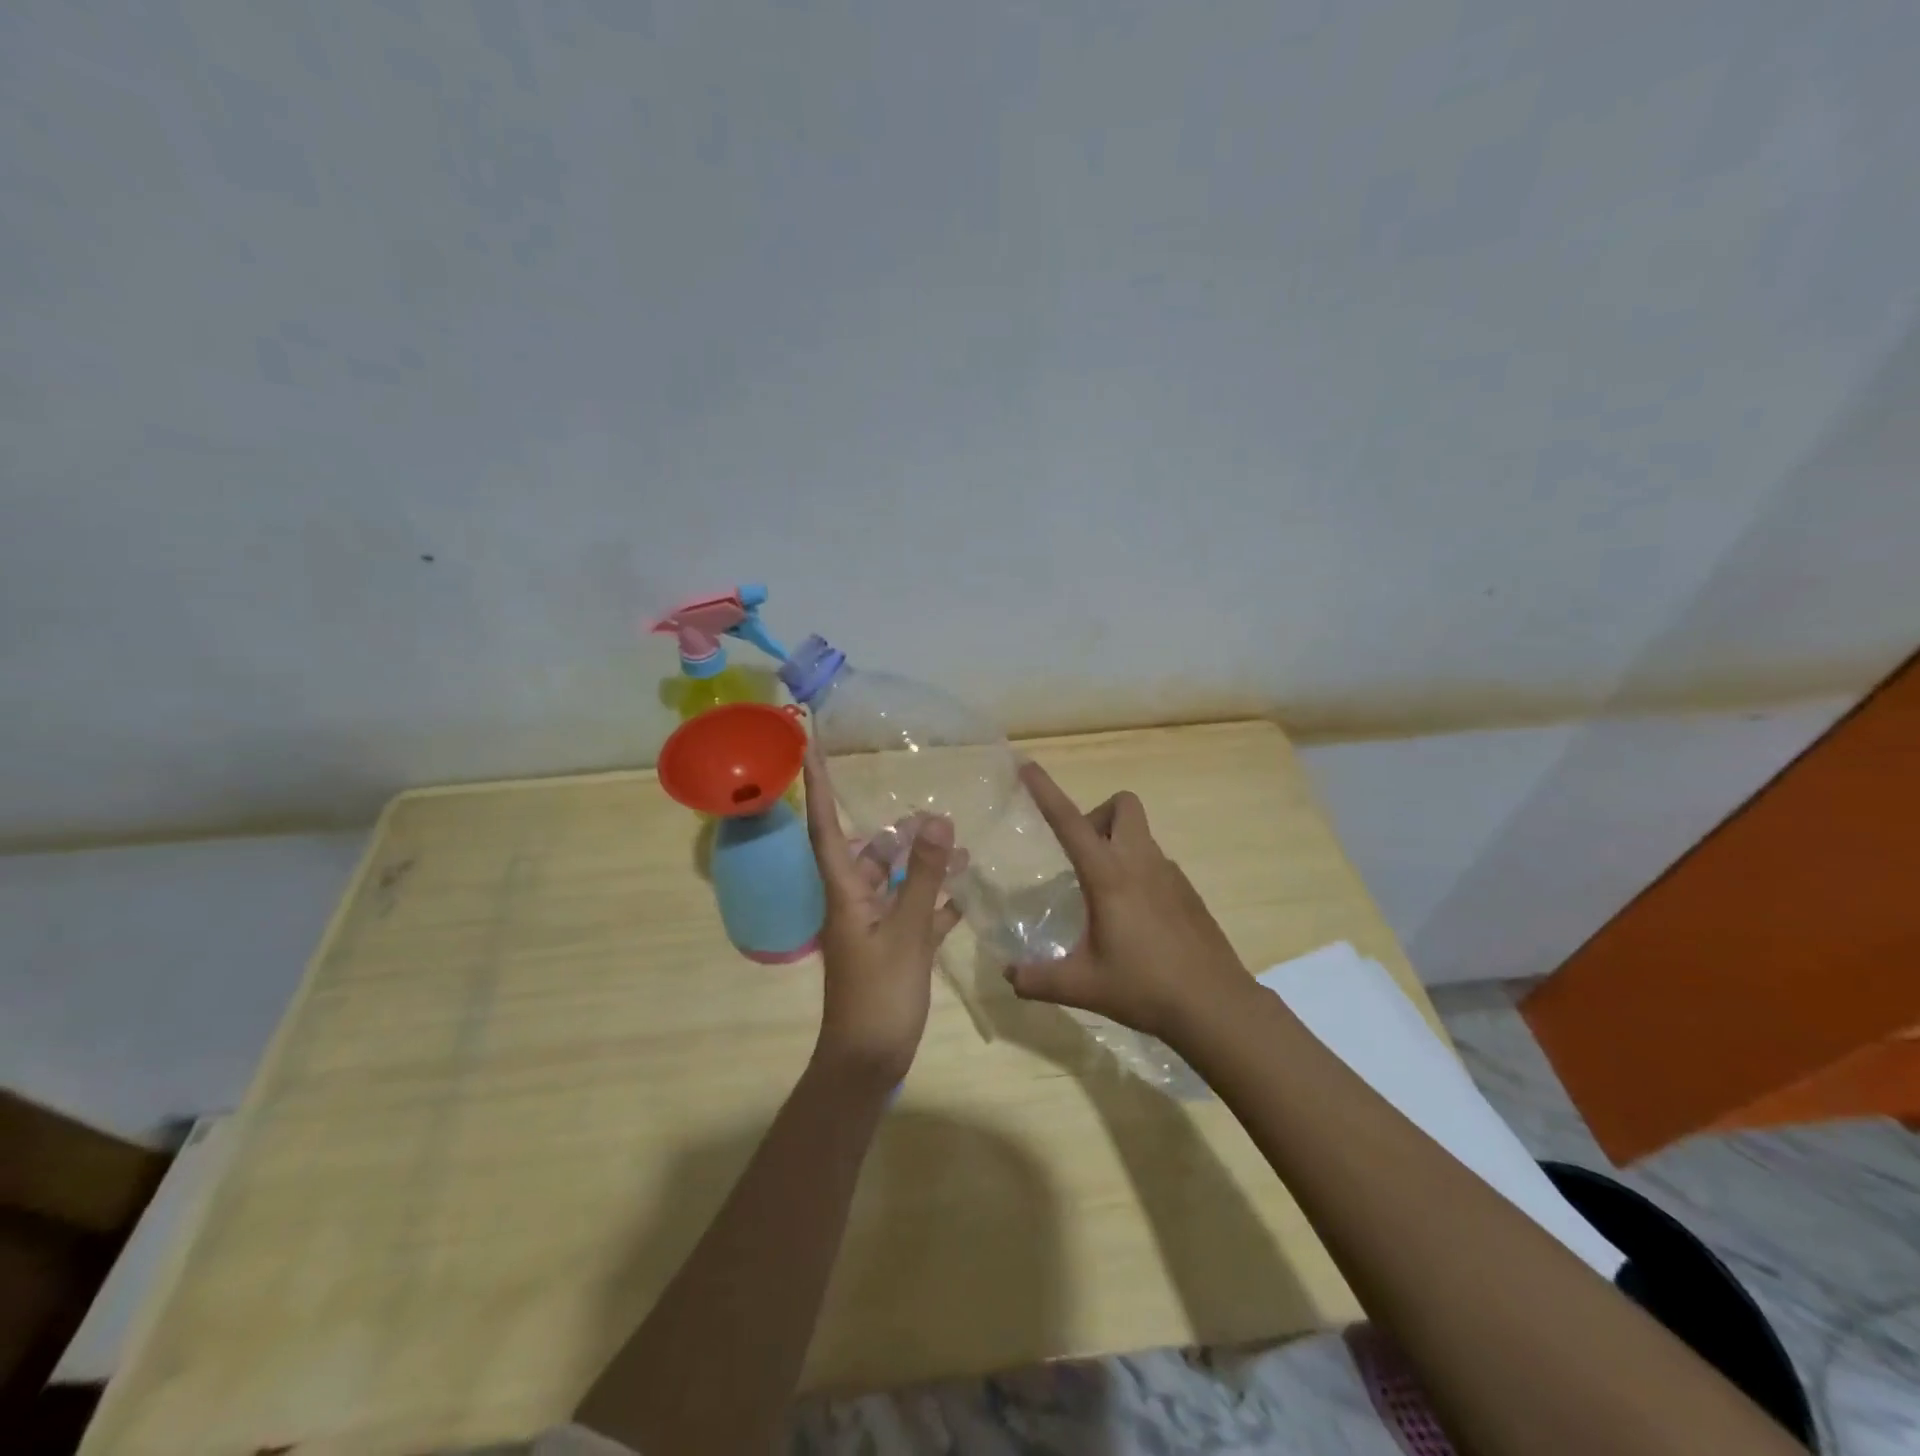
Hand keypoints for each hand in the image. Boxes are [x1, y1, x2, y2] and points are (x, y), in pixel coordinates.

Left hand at [803, 752, 961, 1088]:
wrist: (869, 1061)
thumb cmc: (880, 995)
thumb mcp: (907, 931)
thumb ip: (922, 875)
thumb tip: (935, 819)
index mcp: (844, 893)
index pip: (825, 828)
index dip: (816, 787)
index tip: (808, 747)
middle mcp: (854, 903)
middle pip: (869, 854)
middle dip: (897, 832)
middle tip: (930, 811)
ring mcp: (873, 928)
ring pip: (895, 882)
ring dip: (922, 865)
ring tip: (958, 846)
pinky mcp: (893, 950)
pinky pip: (913, 912)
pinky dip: (934, 900)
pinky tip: (963, 890)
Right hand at [1005, 761, 1254, 1046]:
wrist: (1216, 1006)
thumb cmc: (1144, 988)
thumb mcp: (1081, 986)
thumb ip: (1036, 979)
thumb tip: (1007, 975)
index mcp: (1109, 876)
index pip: (1070, 821)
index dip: (1046, 791)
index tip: (1028, 767)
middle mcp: (1141, 862)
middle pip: (1122, 805)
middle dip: (1097, 815)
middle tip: (1081, 857)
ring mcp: (1170, 875)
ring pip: (1140, 834)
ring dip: (1117, 845)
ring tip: (1103, 898)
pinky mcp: (1188, 892)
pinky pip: (1156, 863)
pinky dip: (1138, 872)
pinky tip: (1134, 920)